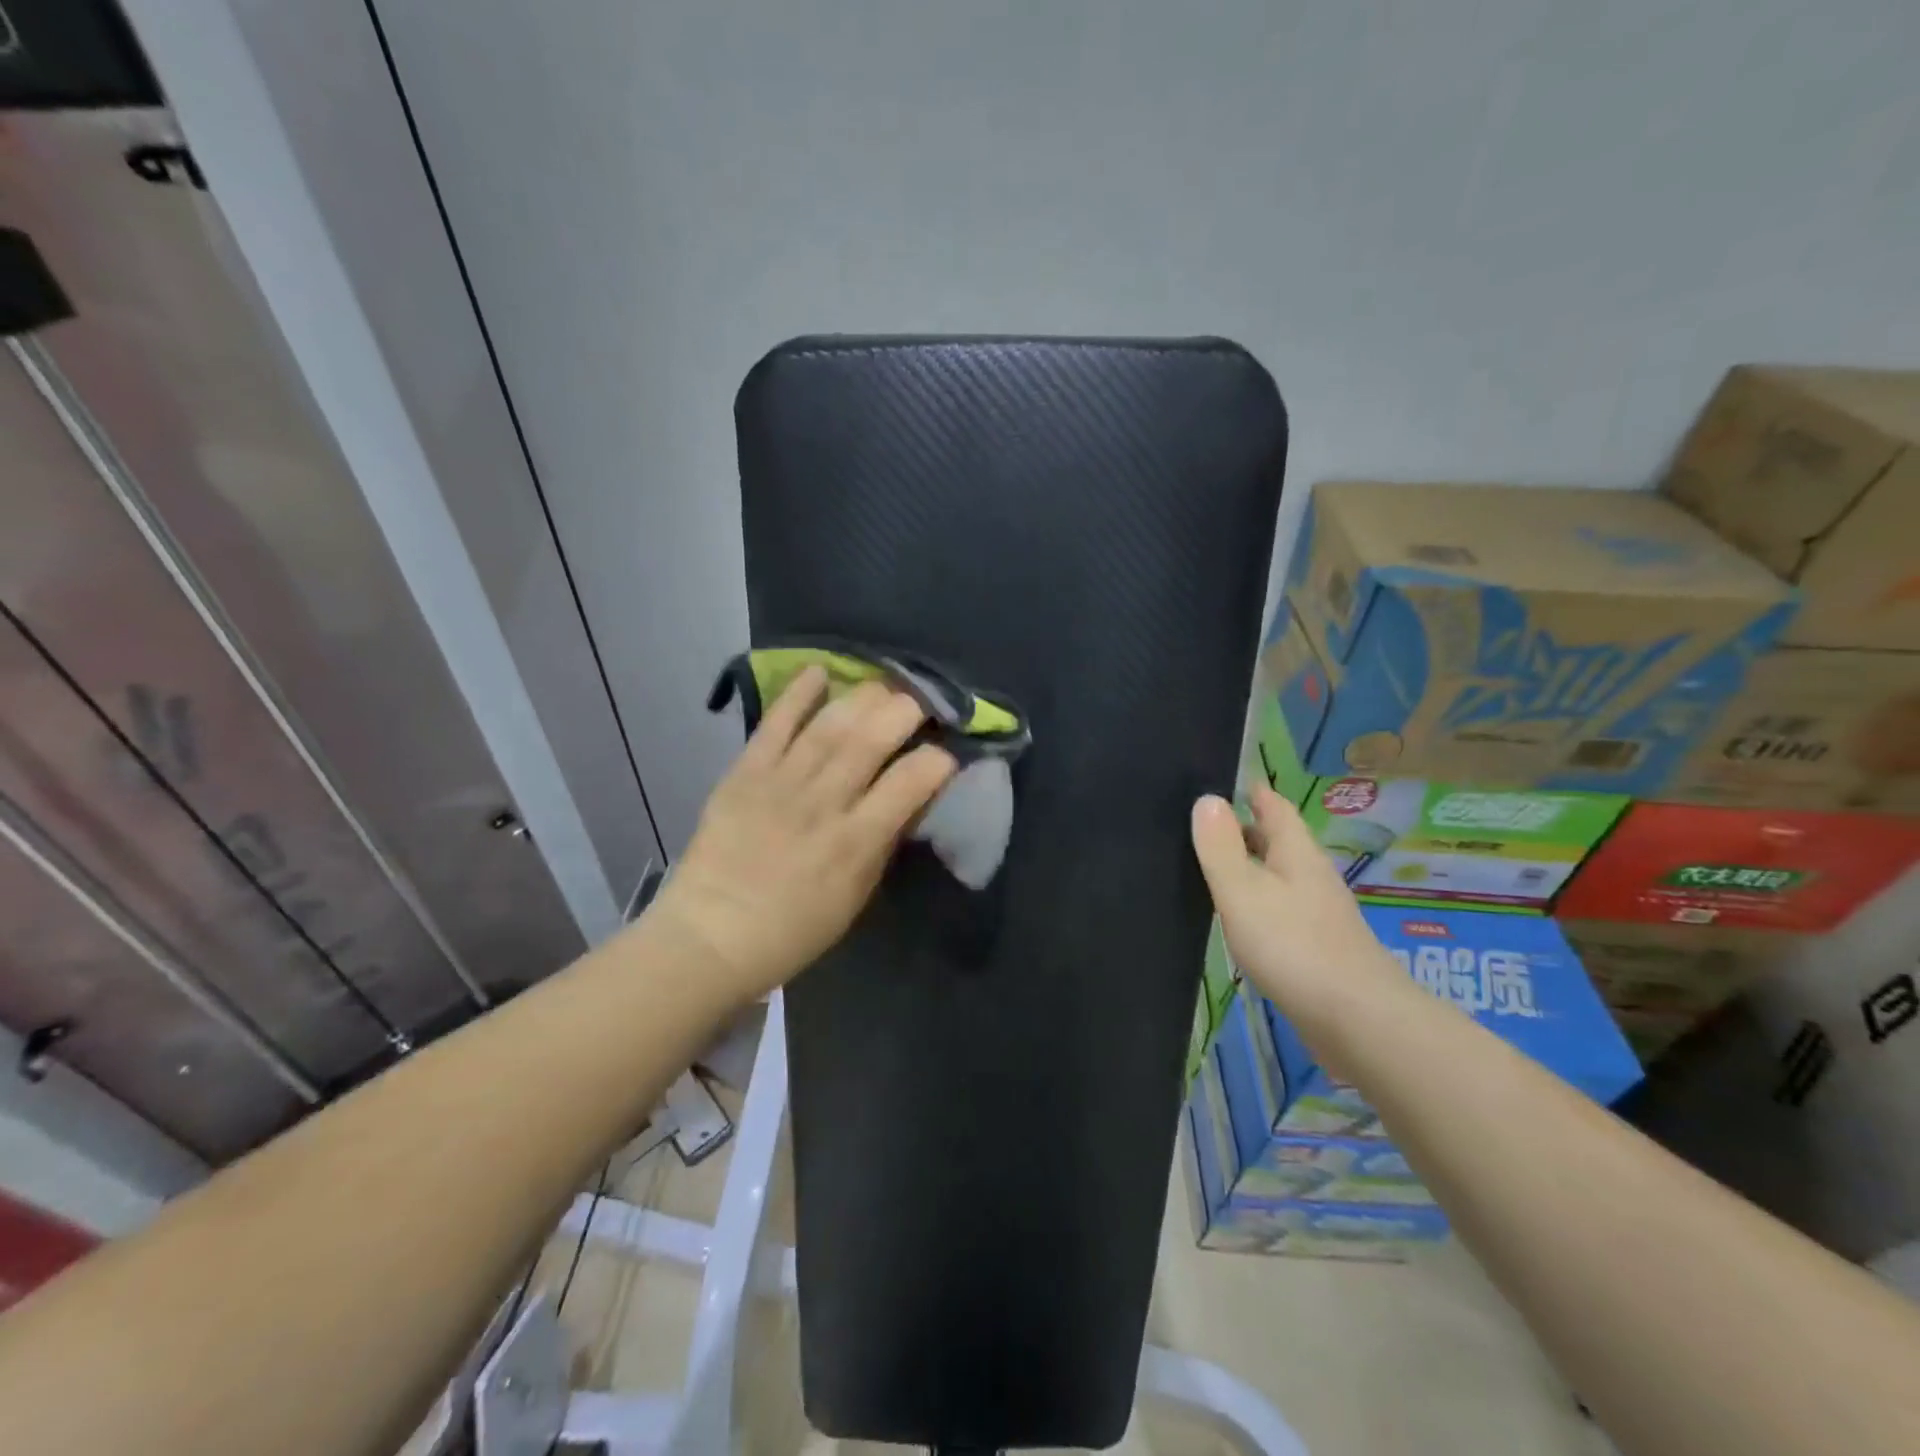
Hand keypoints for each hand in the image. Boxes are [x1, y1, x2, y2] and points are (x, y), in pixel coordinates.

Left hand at [650, 666, 956, 1000]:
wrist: (712, 935)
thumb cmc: (794, 929)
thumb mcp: (856, 896)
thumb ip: (883, 842)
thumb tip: (908, 798)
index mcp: (856, 841)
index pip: (911, 782)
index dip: (938, 760)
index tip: (947, 753)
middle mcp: (823, 802)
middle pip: (871, 739)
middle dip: (906, 710)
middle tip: (922, 702)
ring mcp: (781, 783)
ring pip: (830, 725)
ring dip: (863, 697)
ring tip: (884, 685)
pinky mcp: (745, 773)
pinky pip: (775, 724)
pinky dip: (797, 694)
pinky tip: (819, 672)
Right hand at [1189, 784, 1408, 1042]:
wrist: (1357, 1019)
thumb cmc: (1293, 945)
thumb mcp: (1242, 890)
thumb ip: (1220, 846)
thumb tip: (1207, 799)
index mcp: (1296, 852)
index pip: (1273, 805)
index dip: (1249, 790)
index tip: (1218, 780)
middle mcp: (1311, 874)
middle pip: (1277, 840)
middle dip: (1244, 828)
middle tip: (1199, 825)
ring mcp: (1319, 912)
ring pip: (1278, 875)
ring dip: (1249, 867)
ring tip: (1210, 868)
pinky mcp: (1318, 946)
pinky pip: (1281, 908)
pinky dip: (1257, 902)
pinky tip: (1239, 919)